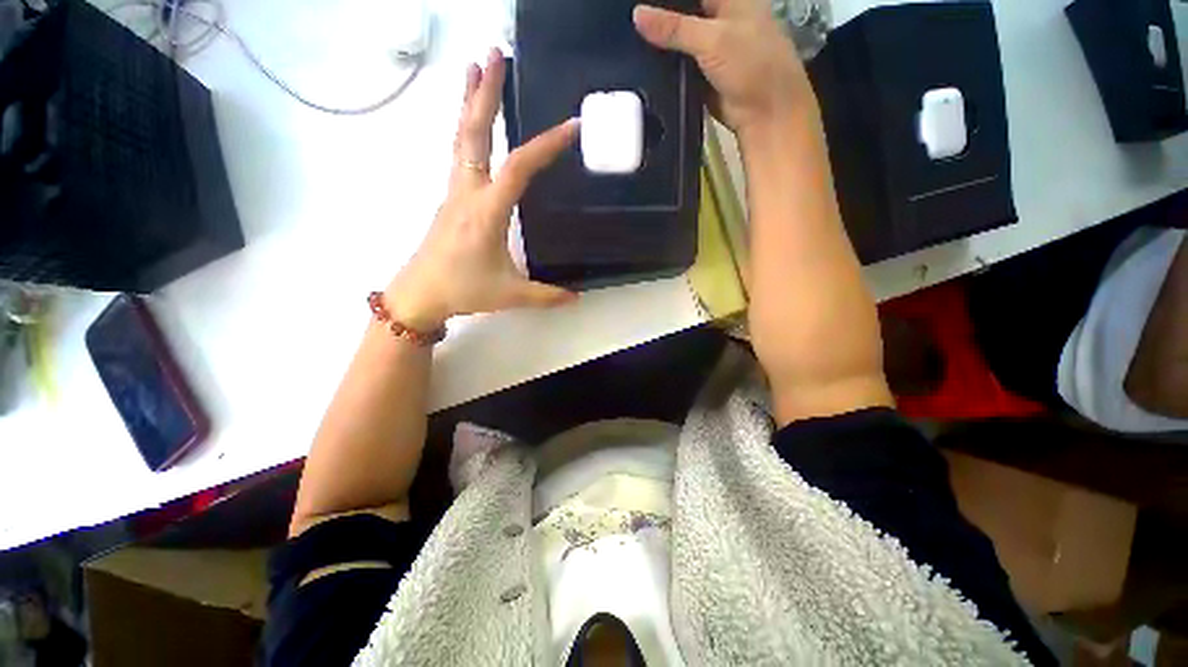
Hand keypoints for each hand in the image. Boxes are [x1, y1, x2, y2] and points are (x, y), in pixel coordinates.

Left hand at [386, 50, 578, 331]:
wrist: (419, 294)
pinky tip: (473, 122)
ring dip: (469, 102)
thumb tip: (577, 298)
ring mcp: (455, 192)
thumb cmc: (463, 290)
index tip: (571, 126)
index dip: (545, 146)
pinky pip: (458, 154)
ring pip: (461, 139)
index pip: (518, 169)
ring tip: (477, 67)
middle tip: (495, 54)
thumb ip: (547, 295)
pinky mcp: (450, 198)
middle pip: (474, 134)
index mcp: (487, 213)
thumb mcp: (511, 294)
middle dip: (485, 93)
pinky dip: (465, 128)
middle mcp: (468, 193)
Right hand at [633, 0, 815, 139]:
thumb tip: (636, 15)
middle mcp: (718, 18)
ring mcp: (708, 47)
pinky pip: (677, 65)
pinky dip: (663, 65)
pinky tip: (641, 62)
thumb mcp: (713, 39)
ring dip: (659, 41)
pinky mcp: (700, 74)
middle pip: (682, 11)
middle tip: (628, 17)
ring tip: (628, 37)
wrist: (763, 113)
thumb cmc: (751, 64)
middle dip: (659, 15)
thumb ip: (674, 28)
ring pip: (677, 38)